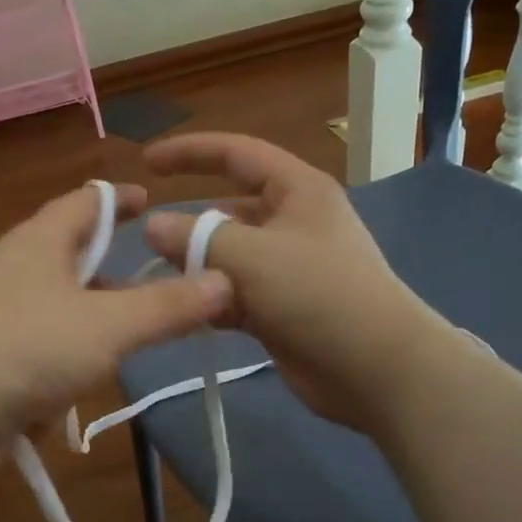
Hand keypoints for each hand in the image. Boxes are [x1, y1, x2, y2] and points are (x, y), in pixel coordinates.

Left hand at [0, 182, 232, 487]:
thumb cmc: (21, 348)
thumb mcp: (106, 326)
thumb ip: (167, 306)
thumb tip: (225, 279)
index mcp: (40, 243)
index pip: (86, 201)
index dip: (121, 198)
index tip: (154, 201)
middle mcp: (16, 274)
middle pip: (75, 262)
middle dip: (116, 276)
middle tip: (164, 290)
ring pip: (59, 319)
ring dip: (91, 336)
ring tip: (131, 352)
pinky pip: (38, 366)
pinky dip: (59, 383)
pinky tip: (73, 410)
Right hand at [143, 134, 457, 432]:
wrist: (375, 368)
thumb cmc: (318, 294)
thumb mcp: (252, 256)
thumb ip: (197, 238)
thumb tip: (152, 226)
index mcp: (296, 190)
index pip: (236, 154)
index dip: (190, 152)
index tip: (146, 161)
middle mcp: (292, 222)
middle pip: (228, 210)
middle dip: (190, 225)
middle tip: (147, 244)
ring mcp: (287, 268)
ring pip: (228, 256)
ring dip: (198, 268)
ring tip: (162, 283)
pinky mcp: (281, 308)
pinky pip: (235, 293)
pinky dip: (213, 300)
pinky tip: (188, 313)